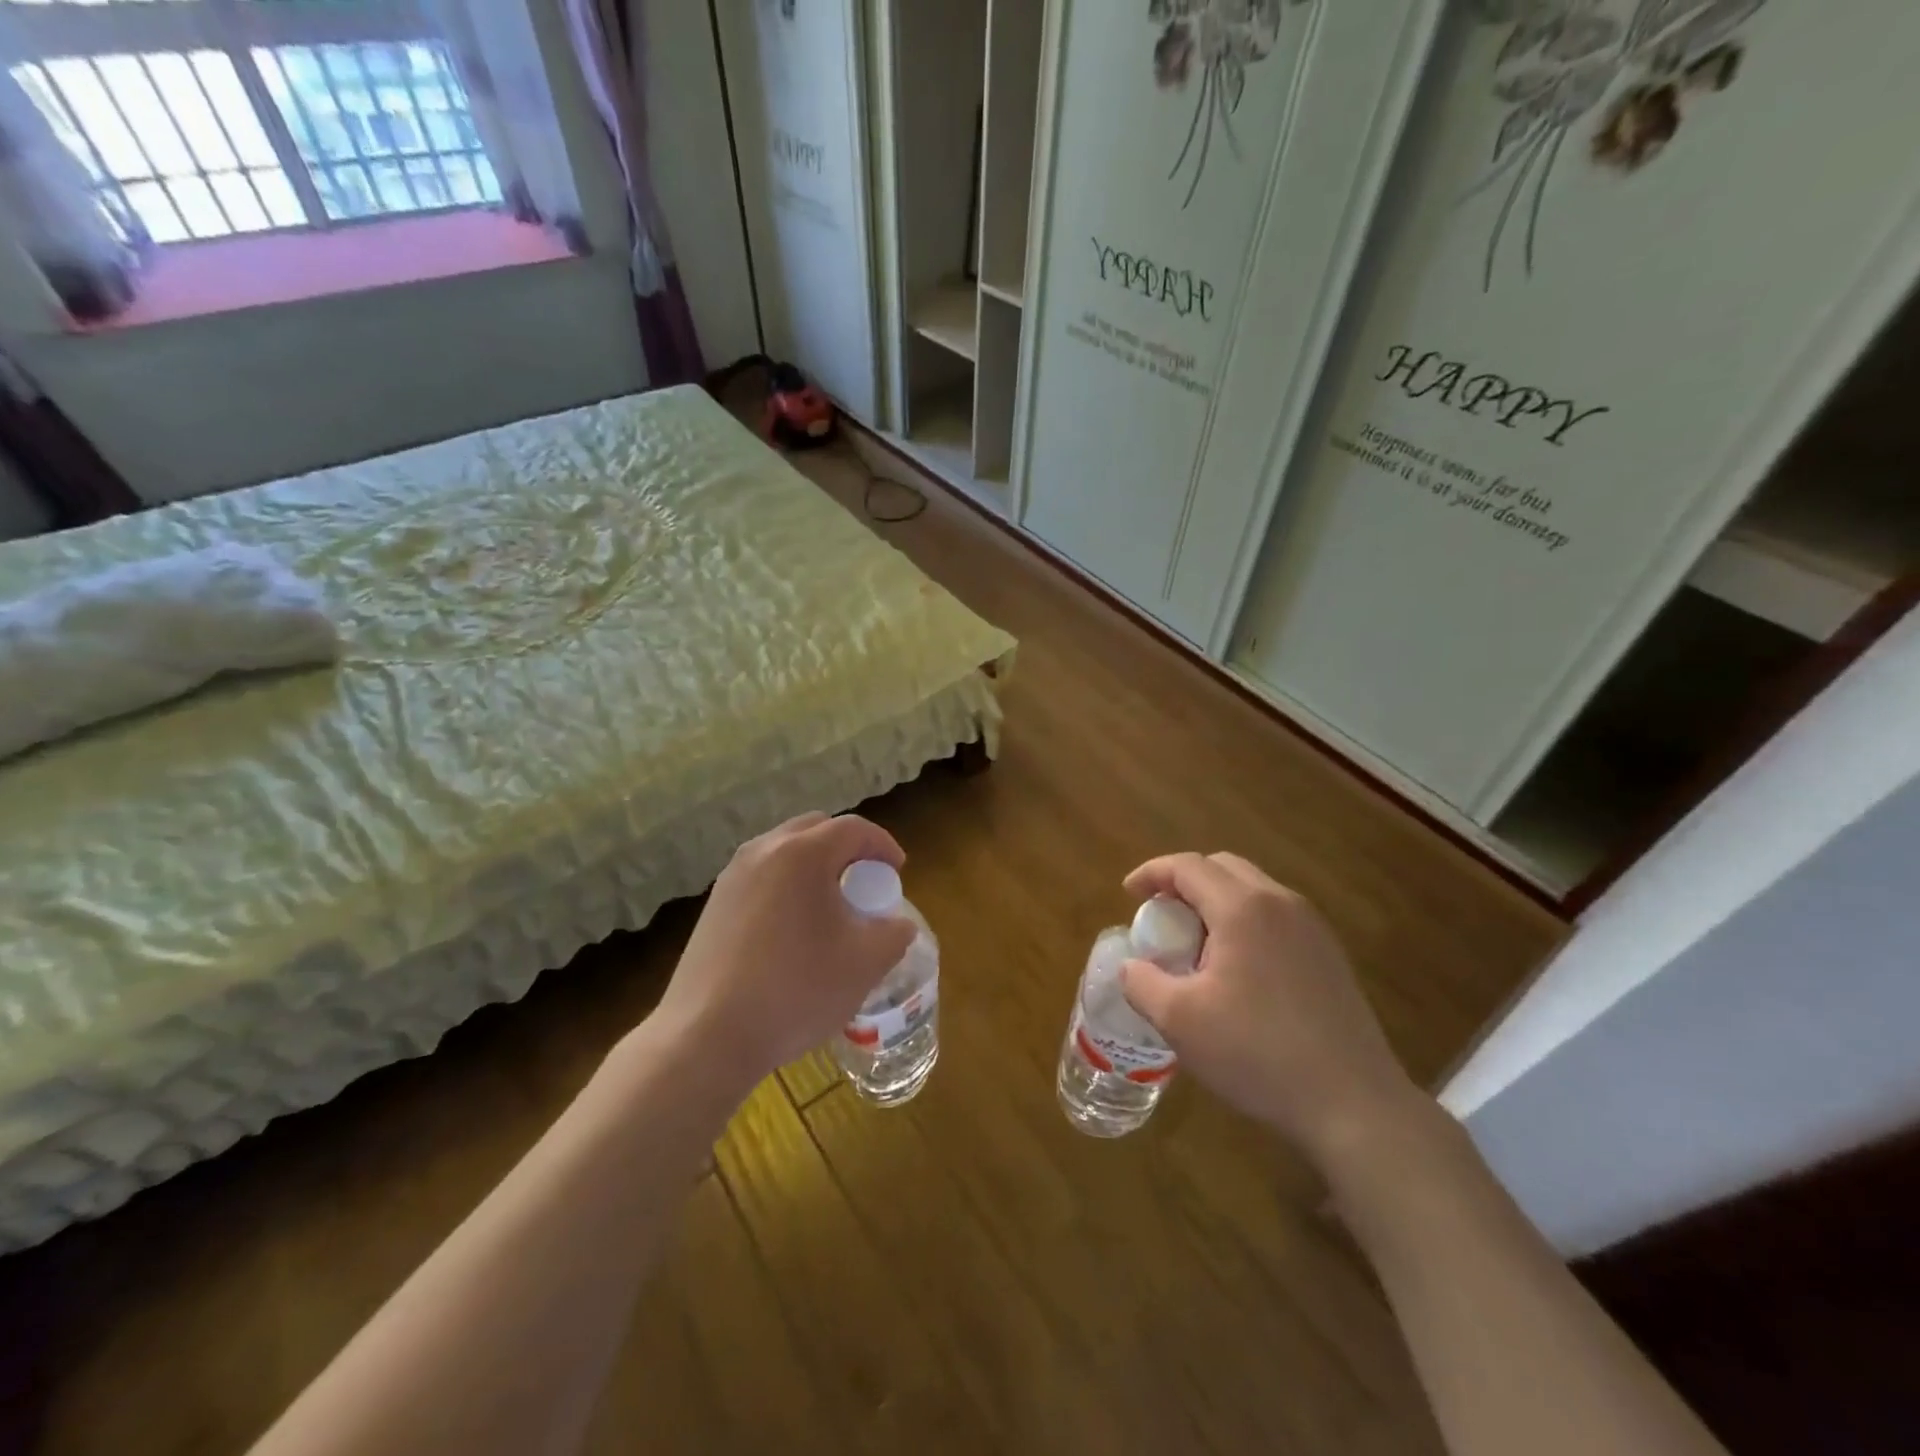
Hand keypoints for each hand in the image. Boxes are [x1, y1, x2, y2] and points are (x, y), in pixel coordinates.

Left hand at [650, 812, 915, 1092]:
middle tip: (865, 884)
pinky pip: (762, 876)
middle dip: (847, 849)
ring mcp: (732, 876)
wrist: (707, 1036)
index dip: (883, 845)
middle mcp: (763, 851)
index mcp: (803, 854)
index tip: (897, 872)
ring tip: (830, 907)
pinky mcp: (714, 904)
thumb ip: (894, 934)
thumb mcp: (865, 963)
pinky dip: (787, 885)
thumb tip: (898, 924)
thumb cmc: (795, 990)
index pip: (853, 828)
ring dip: (814, 866)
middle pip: (816, 829)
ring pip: (784, 851)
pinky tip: (793, 930)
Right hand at [1120, 853, 1422, 1165]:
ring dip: (1215, 902)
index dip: (1152, 873)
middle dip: (1184, 882)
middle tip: (1160, 916)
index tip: (1128, 895)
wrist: (1353, 1104)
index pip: (1188, 866)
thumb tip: (1132, 966)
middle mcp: (1281, 903)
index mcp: (1243, 908)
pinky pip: (1275, 916)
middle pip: (1222, 867)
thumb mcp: (1179, 1020)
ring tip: (1194, 944)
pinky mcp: (1329, 956)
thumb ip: (1141, 982)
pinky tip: (1236, 970)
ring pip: (1253, 890)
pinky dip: (1244, 922)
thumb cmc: (1257, 1053)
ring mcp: (1312, 928)